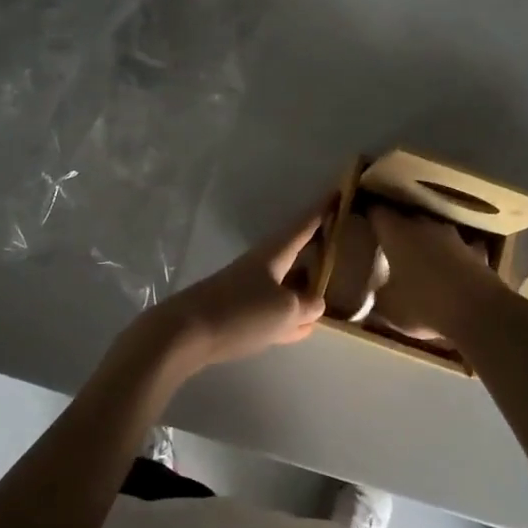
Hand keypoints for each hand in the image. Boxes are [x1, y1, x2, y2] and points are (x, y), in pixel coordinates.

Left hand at [144, 207, 327, 370]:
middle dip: (316, 250)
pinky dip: (290, 315)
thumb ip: (307, 305)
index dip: (322, 211)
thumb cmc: (240, 312)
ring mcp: (247, 290)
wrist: (185, 334)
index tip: (338, 193)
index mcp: (274, 255)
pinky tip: (302, 328)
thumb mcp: (285, 310)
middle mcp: (261, 267)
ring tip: (328, 291)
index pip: (303, 226)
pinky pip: (273, 310)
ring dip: (304, 287)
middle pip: (294, 254)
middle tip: (342, 245)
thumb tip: (315, 303)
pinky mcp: (237, 315)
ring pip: (285, 284)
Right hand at [367, 206, 517, 345]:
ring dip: (427, 241)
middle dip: (398, 229)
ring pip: (433, 232)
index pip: (377, 212)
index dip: (369, 216)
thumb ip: (378, 294)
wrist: (478, 311)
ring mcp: (453, 236)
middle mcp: (423, 226)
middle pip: (406, 219)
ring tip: (420, 258)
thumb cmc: (423, 304)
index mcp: (396, 233)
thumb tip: (374, 291)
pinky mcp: (476, 251)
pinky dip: (453, 257)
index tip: (363, 222)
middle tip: (389, 244)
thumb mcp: (388, 308)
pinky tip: (452, 270)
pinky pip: (459, 250)